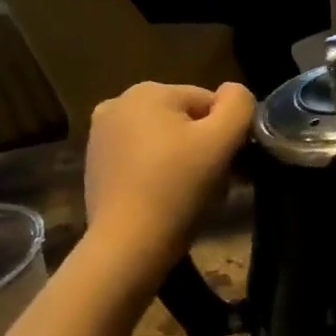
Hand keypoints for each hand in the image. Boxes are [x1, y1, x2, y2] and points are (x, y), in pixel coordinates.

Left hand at [81, 82, 255, 288]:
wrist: (129, 244)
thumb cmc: (178, 188)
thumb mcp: (221, 142)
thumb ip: (239, 106)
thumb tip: (237, 93)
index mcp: (147, 91)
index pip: (209, 102)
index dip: (228, 133)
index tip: (233, 165)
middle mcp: (117, 104)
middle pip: (185, 121)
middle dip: (206, 147)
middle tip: (217, 183)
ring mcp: (100, 136)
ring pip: (164, 141)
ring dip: (186, 161)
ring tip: (194, 195)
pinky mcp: (96, 166)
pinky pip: (143, 161)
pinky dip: (160, 175)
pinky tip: (168, 201)